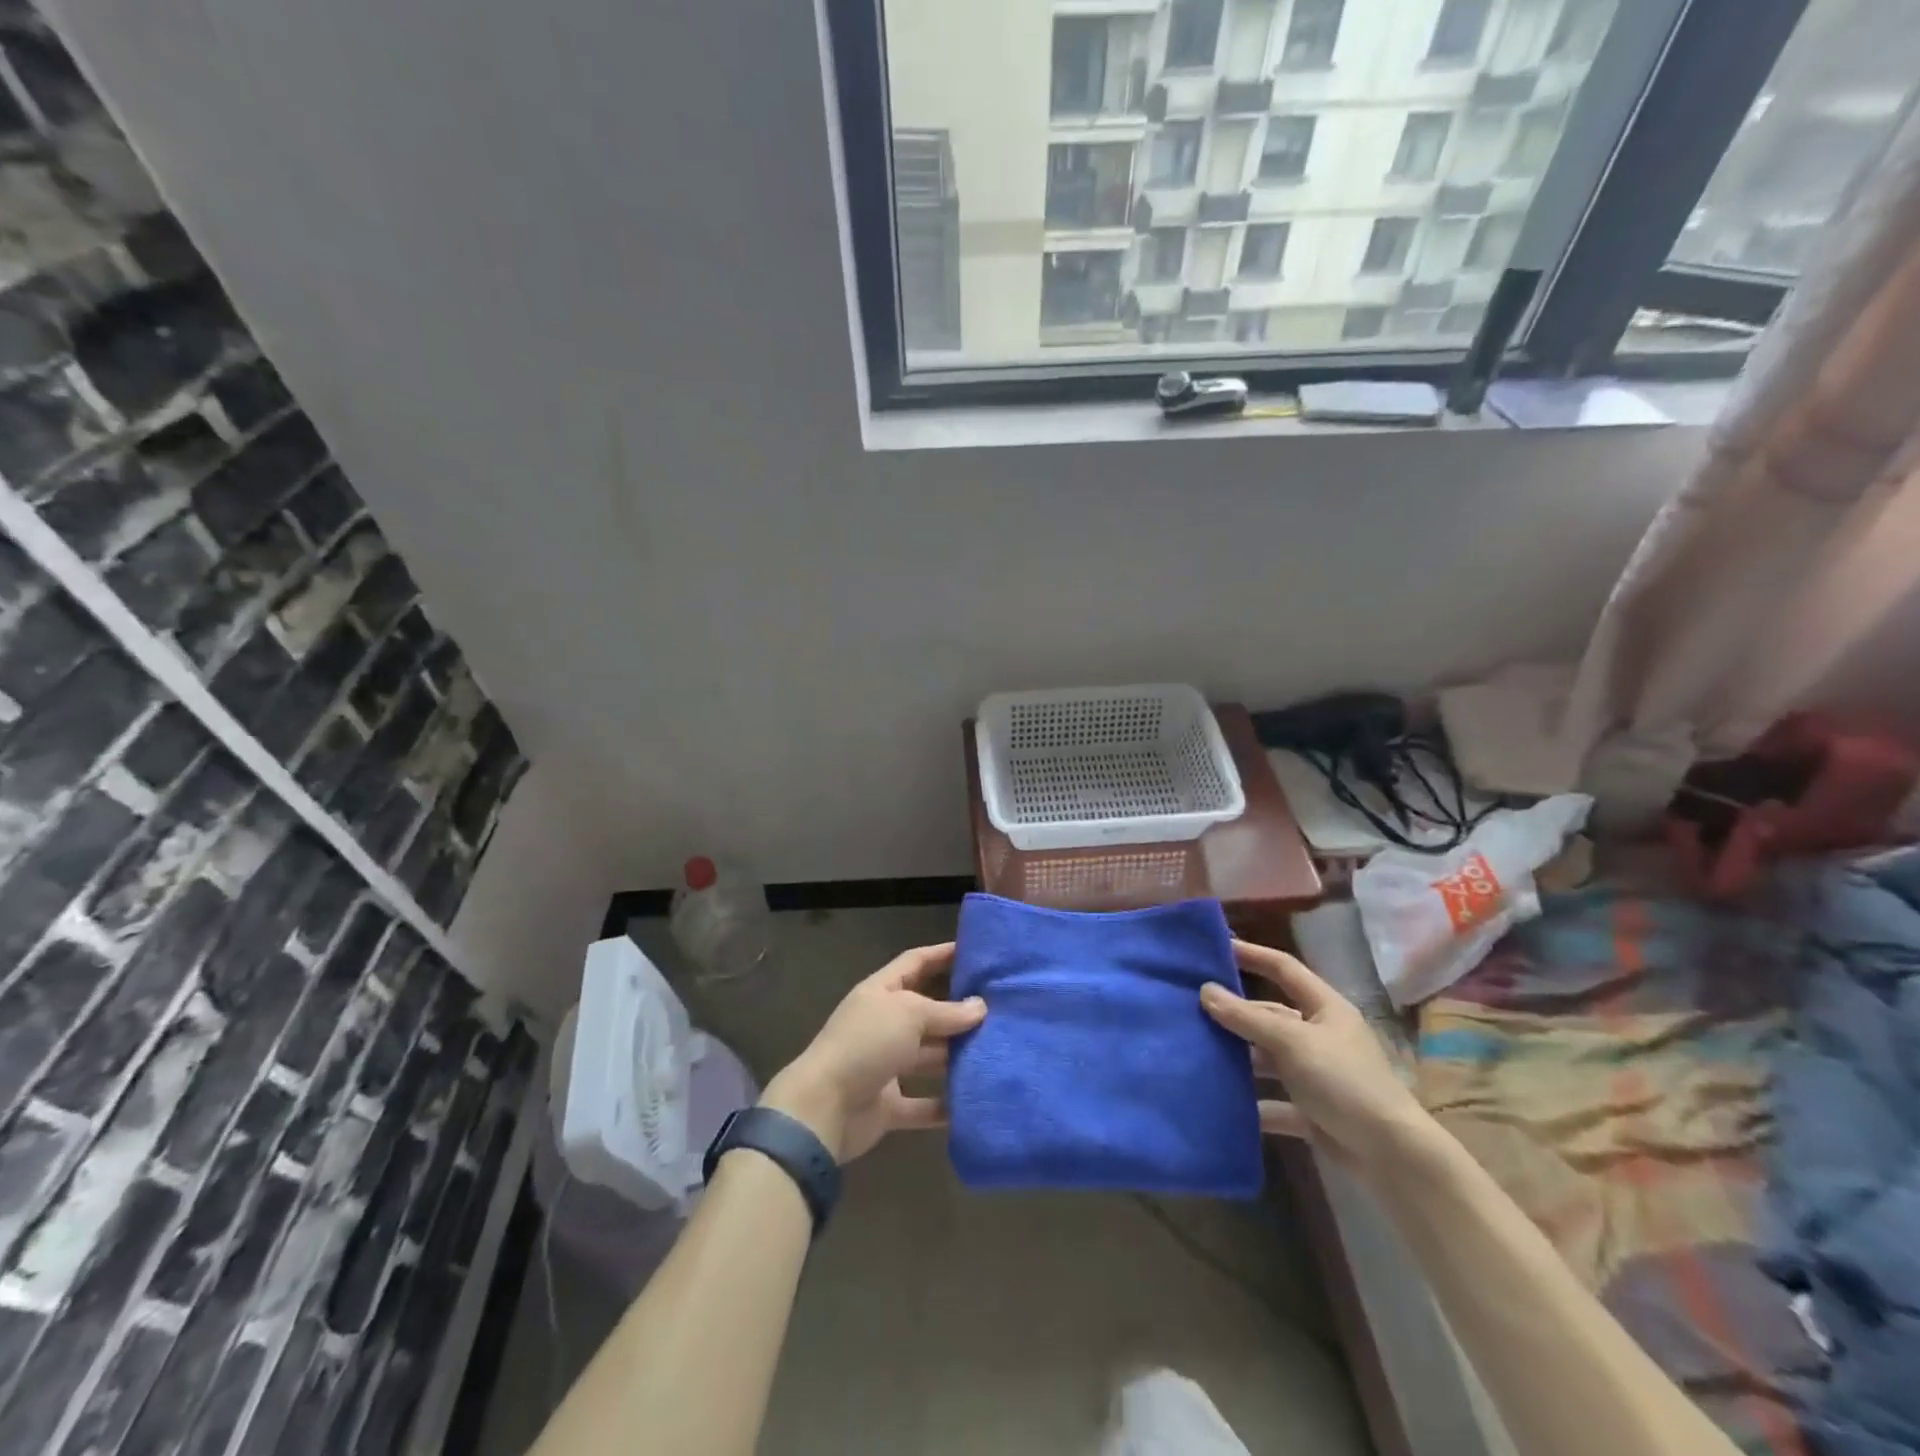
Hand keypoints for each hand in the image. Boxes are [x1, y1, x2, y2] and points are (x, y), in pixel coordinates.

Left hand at [759, 943, 985, 1162]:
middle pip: (926, 1012)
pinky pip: (923, 1103)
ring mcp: (885, 1066)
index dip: (942, 954)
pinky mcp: (888, 1105)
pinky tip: (976, 1101)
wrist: (823, 1109)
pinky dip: (945, 1104)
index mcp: (881, 993)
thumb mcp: (909, 1014)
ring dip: (956, 1057)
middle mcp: (884, 1024)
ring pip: (928, 1057)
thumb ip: (946, 1012)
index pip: (915, 963)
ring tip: (998, 1053)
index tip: (976, 952)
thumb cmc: (866, 1044)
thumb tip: (980, 1007)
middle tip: (1000, 1010)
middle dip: (959, 1011)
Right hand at [1201, 939, 1429, 1174]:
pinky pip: (1275, 1102)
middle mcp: (1321, 1036)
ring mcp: (1318, 1075)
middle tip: (1192, 1008)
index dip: (1252, 954)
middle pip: (1271, 1016)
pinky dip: (1254, 1104)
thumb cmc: (1344, 1082)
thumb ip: (1247, 1018)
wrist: (1393, 1157)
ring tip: (1199, 1052)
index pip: (1283, 968)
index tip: (1216, 947)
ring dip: (1240, 1059)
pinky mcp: (1314, 1112)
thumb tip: (1205, 991)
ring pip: (1270, 1058)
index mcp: (1325, 1009)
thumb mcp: (1292, 1043)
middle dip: (1236, 1014)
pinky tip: (1225, 1105)